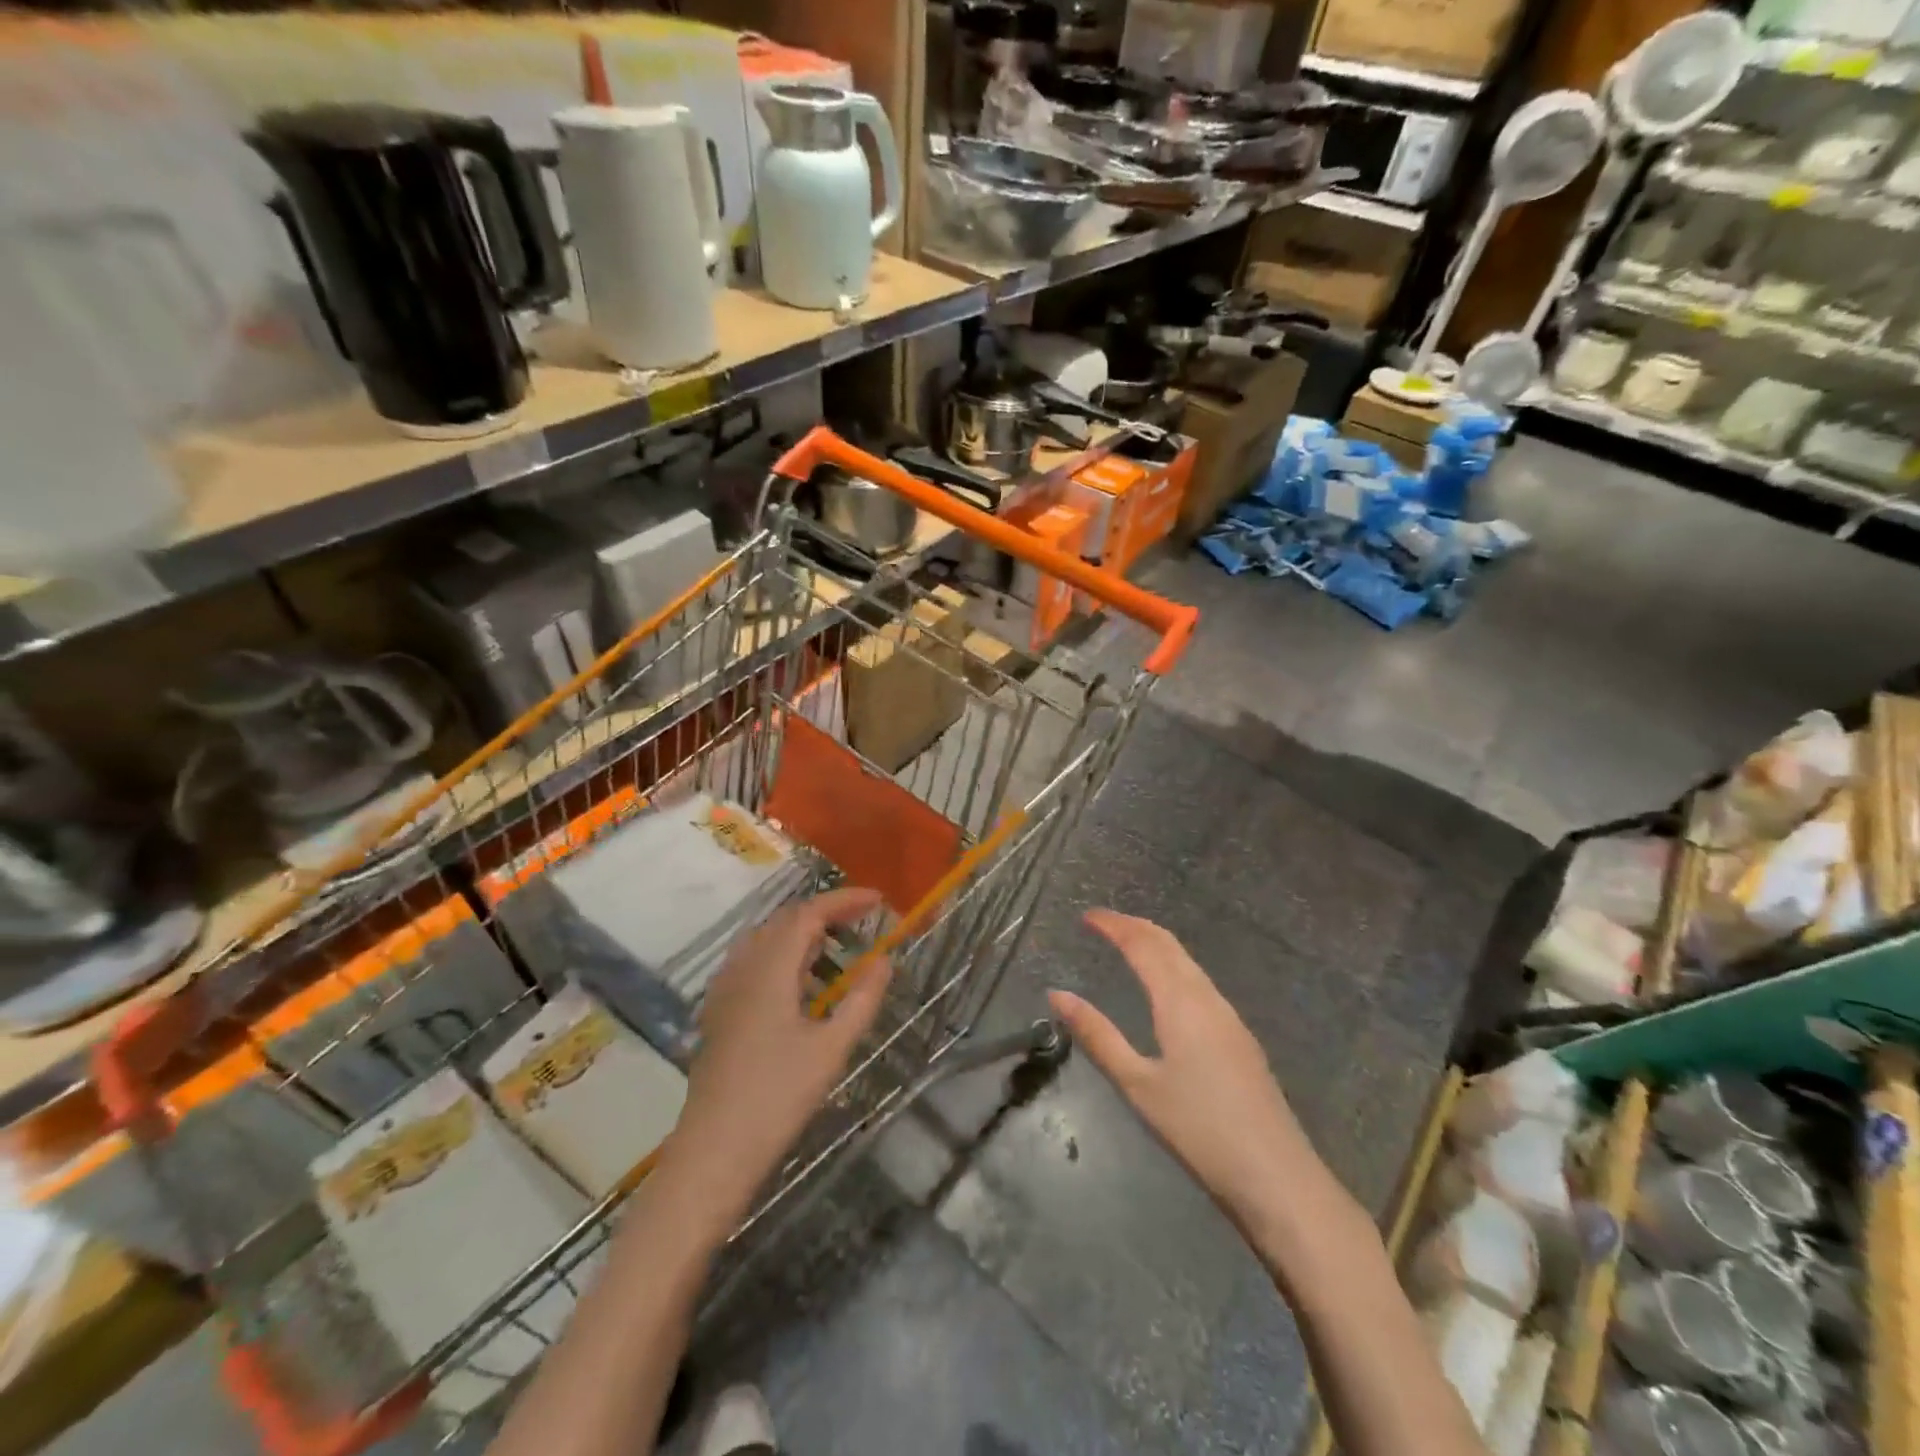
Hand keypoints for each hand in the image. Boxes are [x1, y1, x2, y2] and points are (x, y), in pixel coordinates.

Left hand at [665, 887, 893, 1217]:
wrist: (714, 1150)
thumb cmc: (778, 1098)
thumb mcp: (831, 1048)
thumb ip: (862, 999)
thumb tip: (884, 960)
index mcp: (769, 969)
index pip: (808, 913)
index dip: (844, 900)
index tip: (878, 900)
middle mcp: (743, 967)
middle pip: (785, 920)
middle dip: (826, 912)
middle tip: (863, 921)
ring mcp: (725, 988)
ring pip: (766, 939)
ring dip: (803, 932)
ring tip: (837, 946)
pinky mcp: (719, 1010)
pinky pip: (752, 961)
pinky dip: (783, 954)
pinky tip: (800, 981)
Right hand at [1049, 910, 1316, 1222]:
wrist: (1277, 1177)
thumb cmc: (1199, 1129)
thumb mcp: (1137, 1085)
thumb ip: (1097, 1036)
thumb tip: (1057, 994)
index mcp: (1180, 1001)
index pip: (1142, 945)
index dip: (1113, 925)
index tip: (1086, 916)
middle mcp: (1207, 998)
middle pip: (1169, 945)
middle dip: (1135, 926)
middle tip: (1103, 923)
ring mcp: (1229, 1017)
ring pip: (1188, 962)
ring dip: (1156, 944)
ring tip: (1128, 944)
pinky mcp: (1239, 1037)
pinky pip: (1200, 982)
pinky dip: (1173, 966)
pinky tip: (1167, 987)